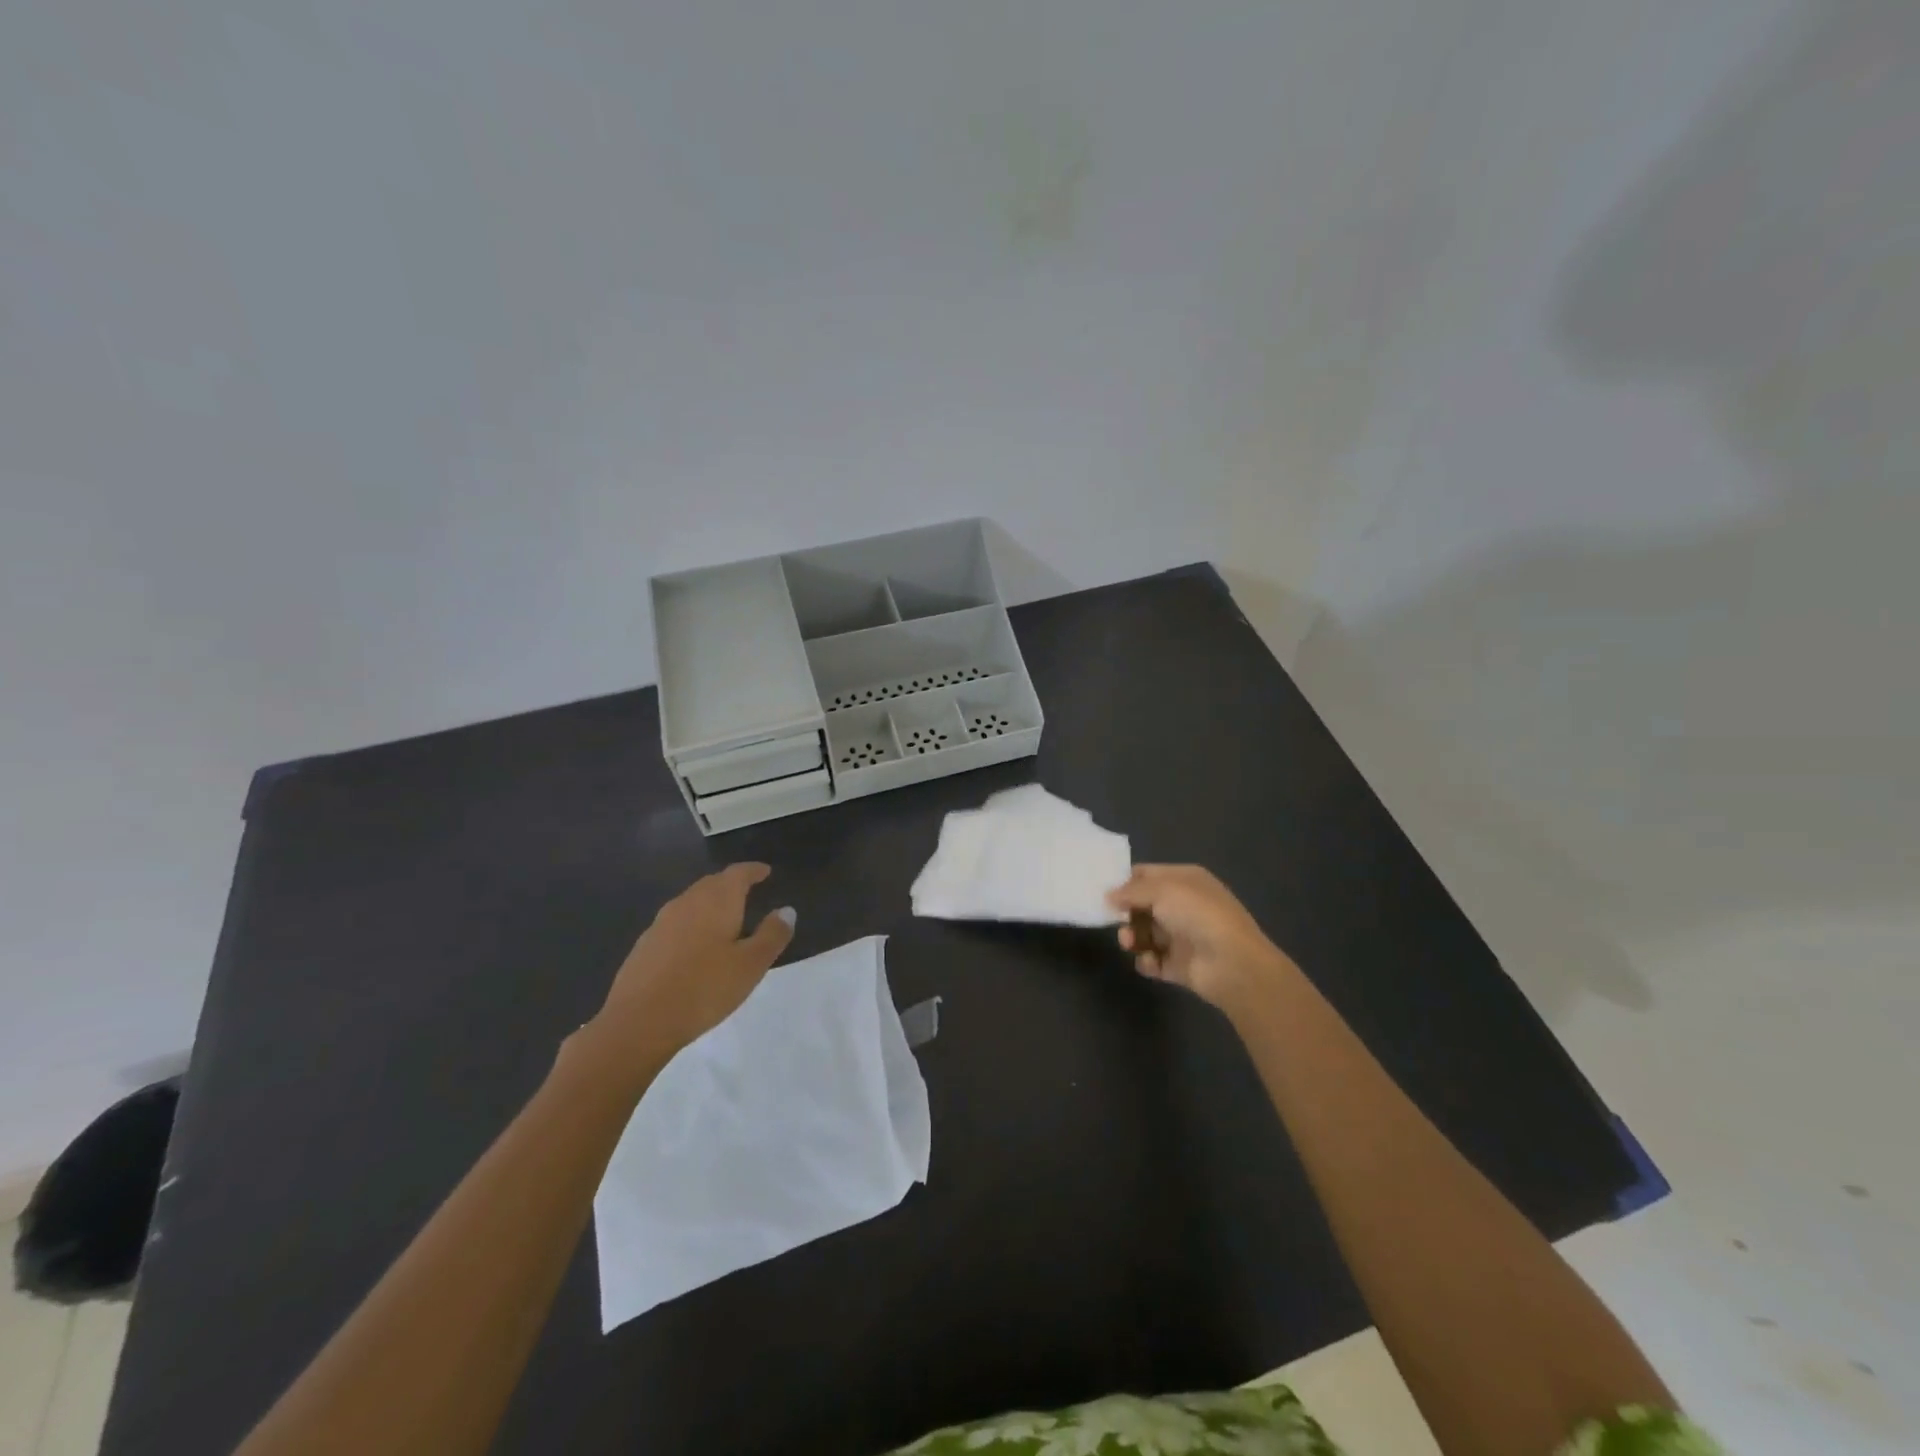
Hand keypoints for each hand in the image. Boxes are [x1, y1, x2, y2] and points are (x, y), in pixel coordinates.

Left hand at [584, 864, 795, 1073]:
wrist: (638, 1022)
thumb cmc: (704, 988)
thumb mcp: (751, 965)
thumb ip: (772, 934)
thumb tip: (786, 910)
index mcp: (717, 900)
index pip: (738, 873)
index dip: (753, 871)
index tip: (765, 872)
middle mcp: (687, 902)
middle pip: (712, 883)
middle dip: (731, 885)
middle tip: (748, 893)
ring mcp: (661, 922)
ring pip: (692, 902)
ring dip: (710, 904)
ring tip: (724, 920)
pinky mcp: (645, 945)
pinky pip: (675, 923)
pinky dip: (691, 925)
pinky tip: (694, 947)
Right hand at [1108, 864, 1291, 1013]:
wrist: (1232, 963)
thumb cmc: (1197, 915)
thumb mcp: (1162, 890)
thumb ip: (1131, 891)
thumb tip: (1108, 896)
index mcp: (1185, 880)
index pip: (1148, 875)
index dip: (1125, 881)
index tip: (1102, 891)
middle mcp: (1184, 905)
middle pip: (1143, 906)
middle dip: (1126, 913)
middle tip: (1115, 920)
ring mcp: (1182, 936)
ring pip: (1145, 933)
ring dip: (1133, 937)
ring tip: (1130, 943)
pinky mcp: (1179, 965)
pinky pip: (1153, 960)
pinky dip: (1147, 961)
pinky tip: (1151, 961)